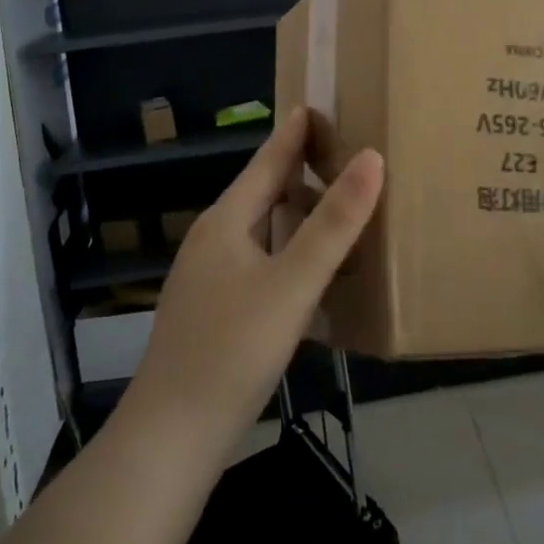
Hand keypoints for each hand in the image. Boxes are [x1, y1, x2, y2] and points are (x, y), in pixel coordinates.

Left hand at [125, 109, 383, 461]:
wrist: (171, 439)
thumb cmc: (233, 350)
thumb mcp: (293, 283)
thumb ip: (335, 223)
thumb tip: (372, 157)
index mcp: (226, 222)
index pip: (267, 161)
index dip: (295, 133)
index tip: (318, 104)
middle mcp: (214, 240)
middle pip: (264, 193)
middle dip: (302, 172)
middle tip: (348, 157)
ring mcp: (209, 278)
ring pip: (263, 232)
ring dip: (299, 217)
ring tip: (340, 213)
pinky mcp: (213, 311)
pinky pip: (260, 264)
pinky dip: (290, 254)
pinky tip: (312, 275)